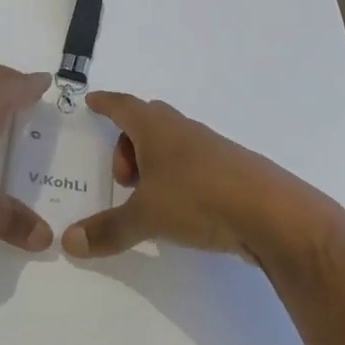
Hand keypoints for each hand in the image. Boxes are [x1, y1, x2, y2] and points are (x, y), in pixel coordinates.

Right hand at [63, 91, 344, 261]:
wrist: (275, 216)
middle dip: (128, 142)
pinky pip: (195, 162)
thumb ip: (107, 230)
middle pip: (148, 121)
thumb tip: (69, 242)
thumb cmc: (199, 201)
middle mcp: (184, 130)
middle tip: (121, 176)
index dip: (106, 104)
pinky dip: (179, 176)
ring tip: (149, 196)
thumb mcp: (146, 217)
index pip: (124, 106)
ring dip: (155, 161)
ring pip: (174, 142)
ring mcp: (213, 148)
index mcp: (157, 129)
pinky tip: (182, 207)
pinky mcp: (234, 170)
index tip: (92, 102)